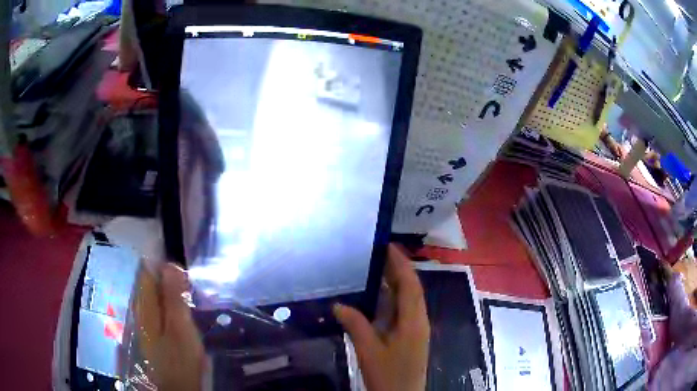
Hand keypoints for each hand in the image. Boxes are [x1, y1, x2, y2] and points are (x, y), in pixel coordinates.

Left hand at [133, 263, 204, 390]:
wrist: (177, 387)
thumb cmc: (179, 359)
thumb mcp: (179, 327)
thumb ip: (173, 297)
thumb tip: (170, 264)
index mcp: (145, 305)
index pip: (147, 272)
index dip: (164, 265)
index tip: (185, 270)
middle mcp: (141, 309)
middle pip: (150, 282)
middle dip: (169, 278)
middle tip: (191, 285)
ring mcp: (146, 321)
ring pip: (155, 295)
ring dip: (171, 291)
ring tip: (190, 295)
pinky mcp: (154, 331)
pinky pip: (159, 308)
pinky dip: (170, 304)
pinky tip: (182, 311)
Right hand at [333, 244, 429, 390]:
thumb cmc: (388, 375)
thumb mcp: (369, 350)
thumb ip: (355, 325)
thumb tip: (338, 304)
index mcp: (413, 320)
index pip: (410, 284)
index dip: (401, 263)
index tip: (387, 245)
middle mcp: (419, 320)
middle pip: (411, 289)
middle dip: (398, 270)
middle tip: (377, 253)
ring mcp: (416, 330)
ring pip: (408, 300)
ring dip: (395, 284)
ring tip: (375, 269)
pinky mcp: (410, 337)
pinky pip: (403, 312)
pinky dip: (392, 300)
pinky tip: (376, 299)